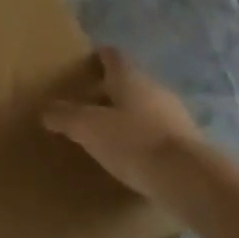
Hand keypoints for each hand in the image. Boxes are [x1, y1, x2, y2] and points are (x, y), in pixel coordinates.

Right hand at [42, 47, 202, 193]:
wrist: (192, 182)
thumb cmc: (134, 142)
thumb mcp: (88, 128)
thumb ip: (65, 116)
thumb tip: (46, 110)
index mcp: (130, 76)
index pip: (111, 55)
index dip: (96, 58)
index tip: (81, 67)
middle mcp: (155, 88)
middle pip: (129, 82)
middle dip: (109, 90)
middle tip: (87, 103)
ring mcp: (177, 116)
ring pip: (146, 108)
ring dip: (128, 116)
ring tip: (107, 133)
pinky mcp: (189, 145)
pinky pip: (159, 133)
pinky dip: (144, 140)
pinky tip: (132, 157)